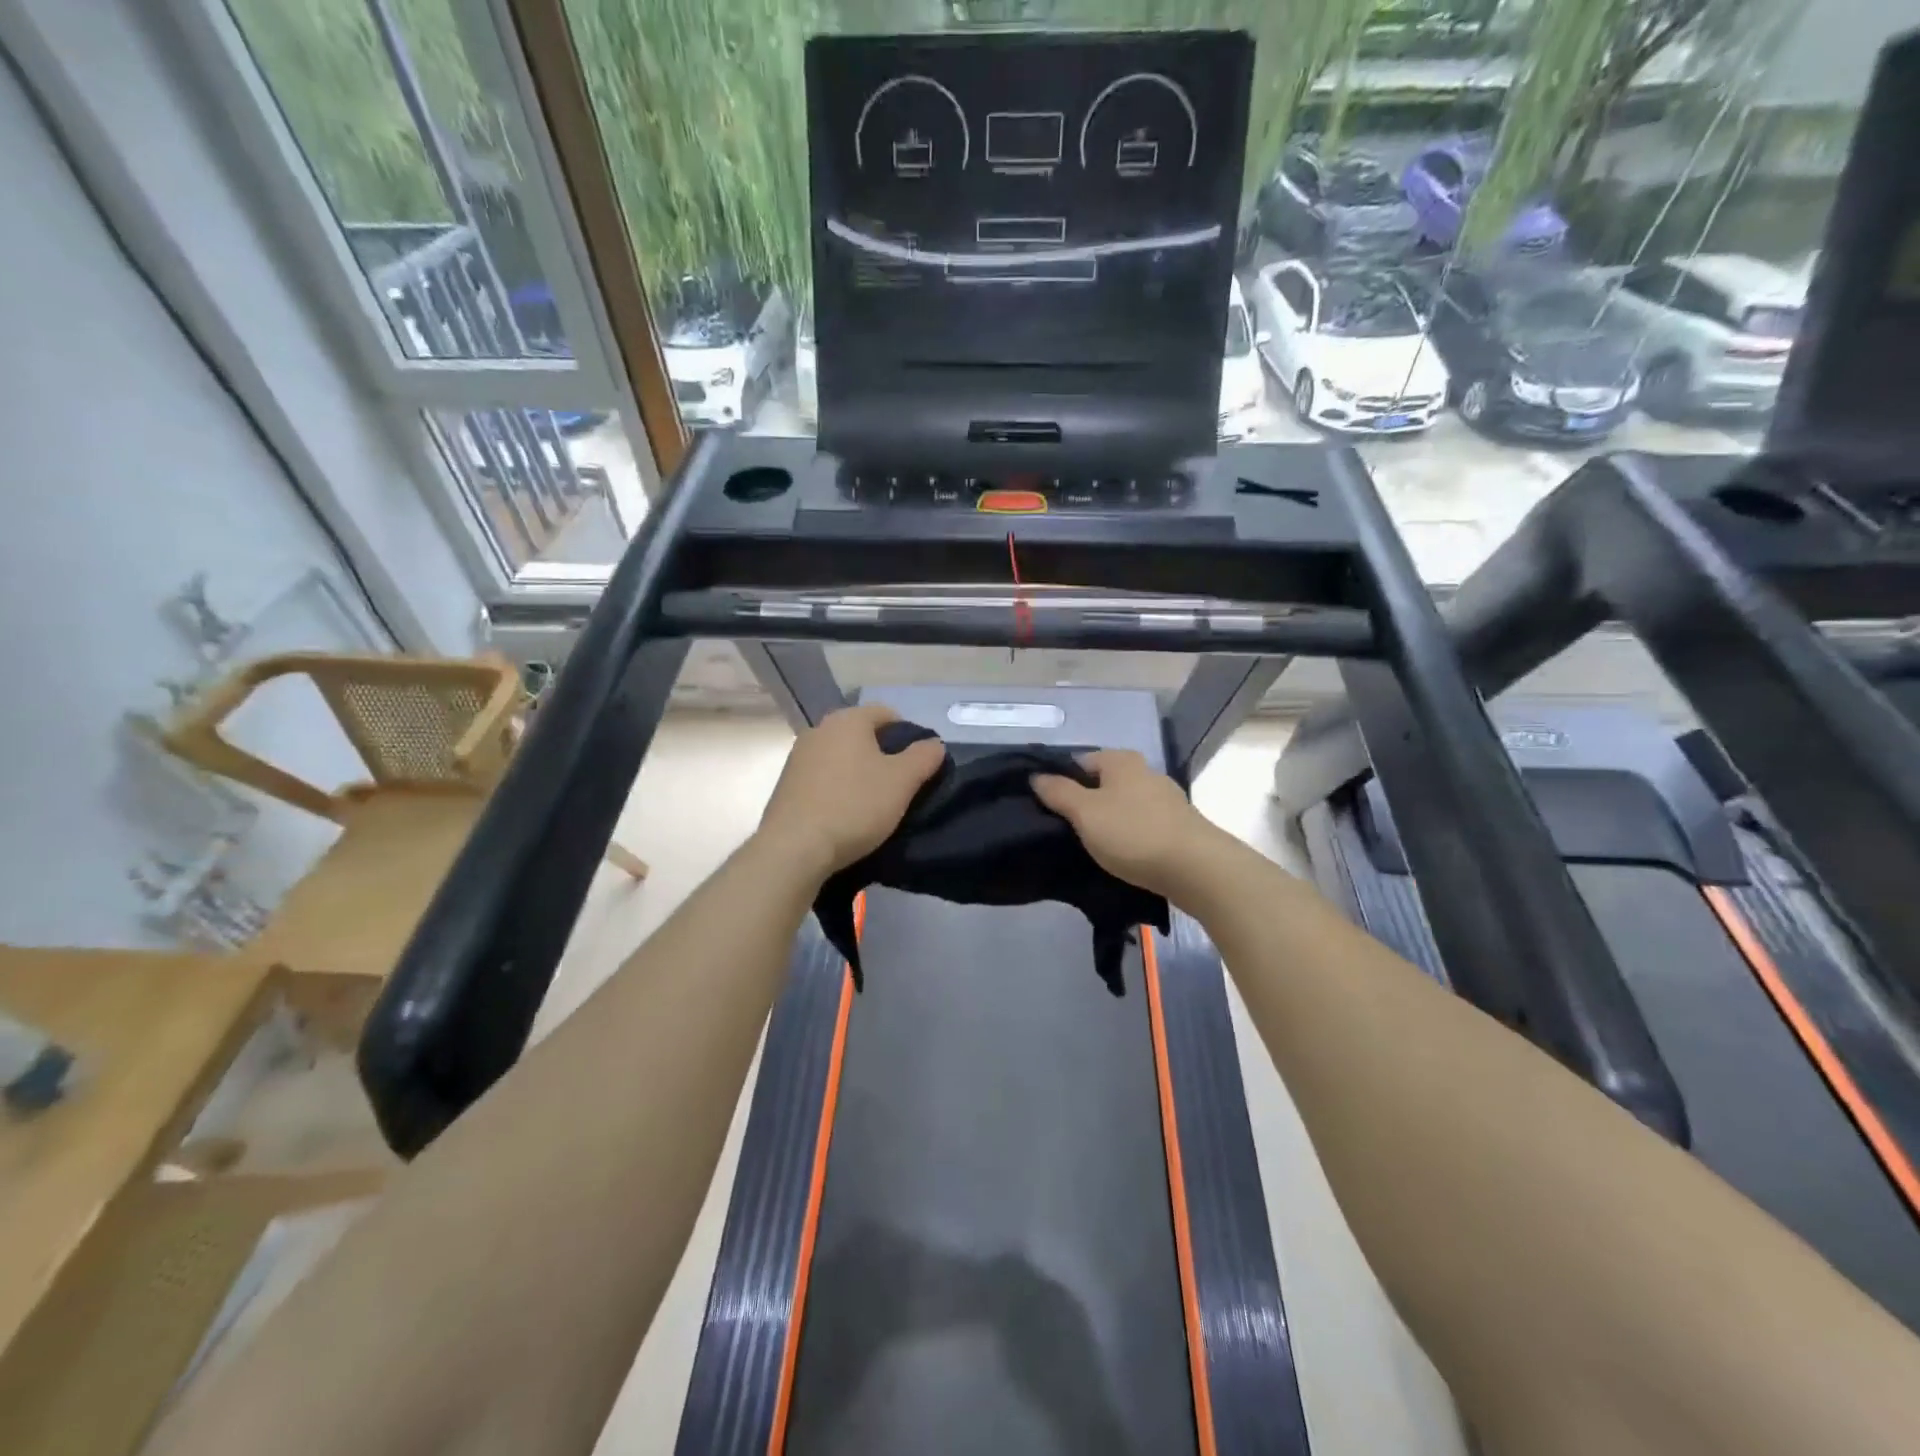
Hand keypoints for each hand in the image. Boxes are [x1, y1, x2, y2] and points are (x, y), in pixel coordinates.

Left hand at [757, 704, 946, 880]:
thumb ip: (923, 757)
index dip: (908, 735)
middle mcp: (819, 729)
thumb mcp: (902, 781)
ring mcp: (798, 757)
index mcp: (848, 720)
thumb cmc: (854, 806)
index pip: (887, 714)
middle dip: (882, 755)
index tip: (919, 764)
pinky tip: (845, 814)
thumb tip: (934, 744)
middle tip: (900, 785)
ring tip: (873, 803)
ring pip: (840, 757)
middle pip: (861, 735)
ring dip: (859, 773)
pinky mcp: (786, 785)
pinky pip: (822, 778)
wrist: (794, 848)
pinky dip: (837, 788)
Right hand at [1031, 750, 1223, 898]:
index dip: (1061, 781)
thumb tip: (1036, 775)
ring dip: (1109, 820)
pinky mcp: (1179, 824)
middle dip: (1086, 802)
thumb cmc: (1133, 833)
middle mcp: (1145, 771)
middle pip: (1104, 783)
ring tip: (1093, 846)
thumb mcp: (1085, 813)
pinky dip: (1130, 835)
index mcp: (1121, 760)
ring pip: (1124, 804)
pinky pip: (1143, 824)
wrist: (1196, 868)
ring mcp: (1166, 798)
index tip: (1048, 808)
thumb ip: (1058, 792)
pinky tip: (1123, 854)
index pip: (1080, 761)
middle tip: (1067, 829)